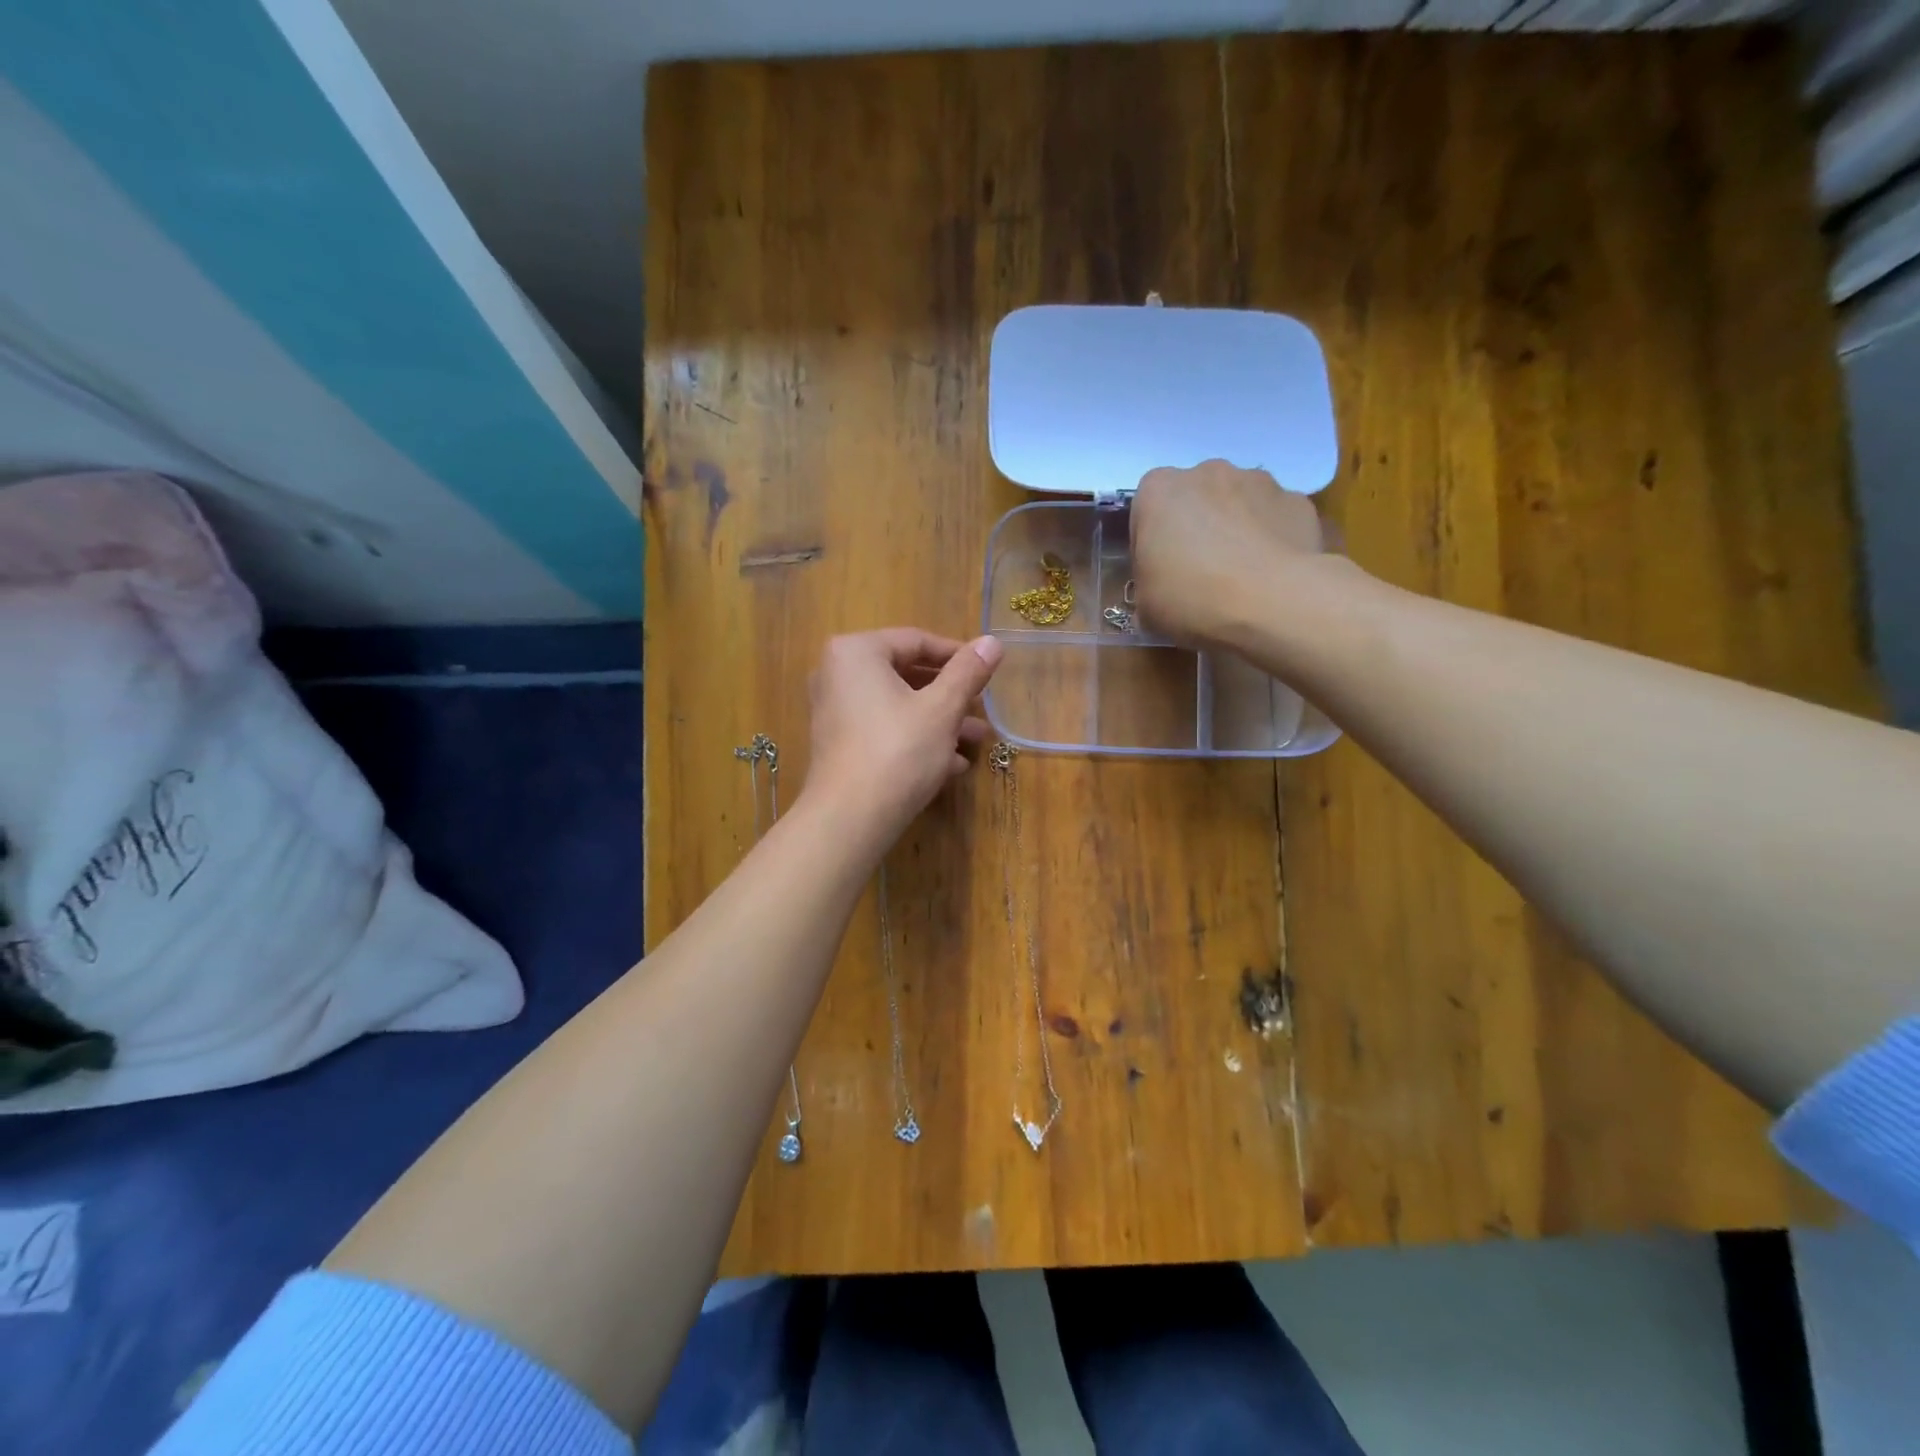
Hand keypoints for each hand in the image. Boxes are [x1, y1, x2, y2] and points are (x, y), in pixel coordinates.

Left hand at [802, 628, 1003, 844]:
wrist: (850, 818)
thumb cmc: (899, 751)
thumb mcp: (942, 709)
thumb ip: (967, 672)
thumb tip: (992, 641)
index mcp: (857, 652)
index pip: (917, 641)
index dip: (958, 656)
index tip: (988, 671)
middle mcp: (837, 674)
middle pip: (906, 674)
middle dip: (950, 695)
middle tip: (983, 708)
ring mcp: (835, 711)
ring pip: (898, 706)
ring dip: (939, 721)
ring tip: (977, 740)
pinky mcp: (839, 744)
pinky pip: (884, 729)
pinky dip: (916, 739)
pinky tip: (950, 765)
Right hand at [1129, 460, 1324, 649]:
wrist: (1273, 603)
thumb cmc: (1192, 598)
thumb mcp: (1145, 604)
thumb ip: (1147, 582)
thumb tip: (1160, 583)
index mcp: (1158, 490)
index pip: (1145, 512)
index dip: (1150, 544)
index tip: (1158, 572)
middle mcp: (1207, 472)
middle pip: (1193, 499)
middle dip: (1194, 528)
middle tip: (1197, 573)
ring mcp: (1258, 480)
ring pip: (1236, 503)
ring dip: (1233, 528)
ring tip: (1239, 574)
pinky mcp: (1296, 500)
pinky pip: (1273, 518)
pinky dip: (1270, 538)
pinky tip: (1270, 573)